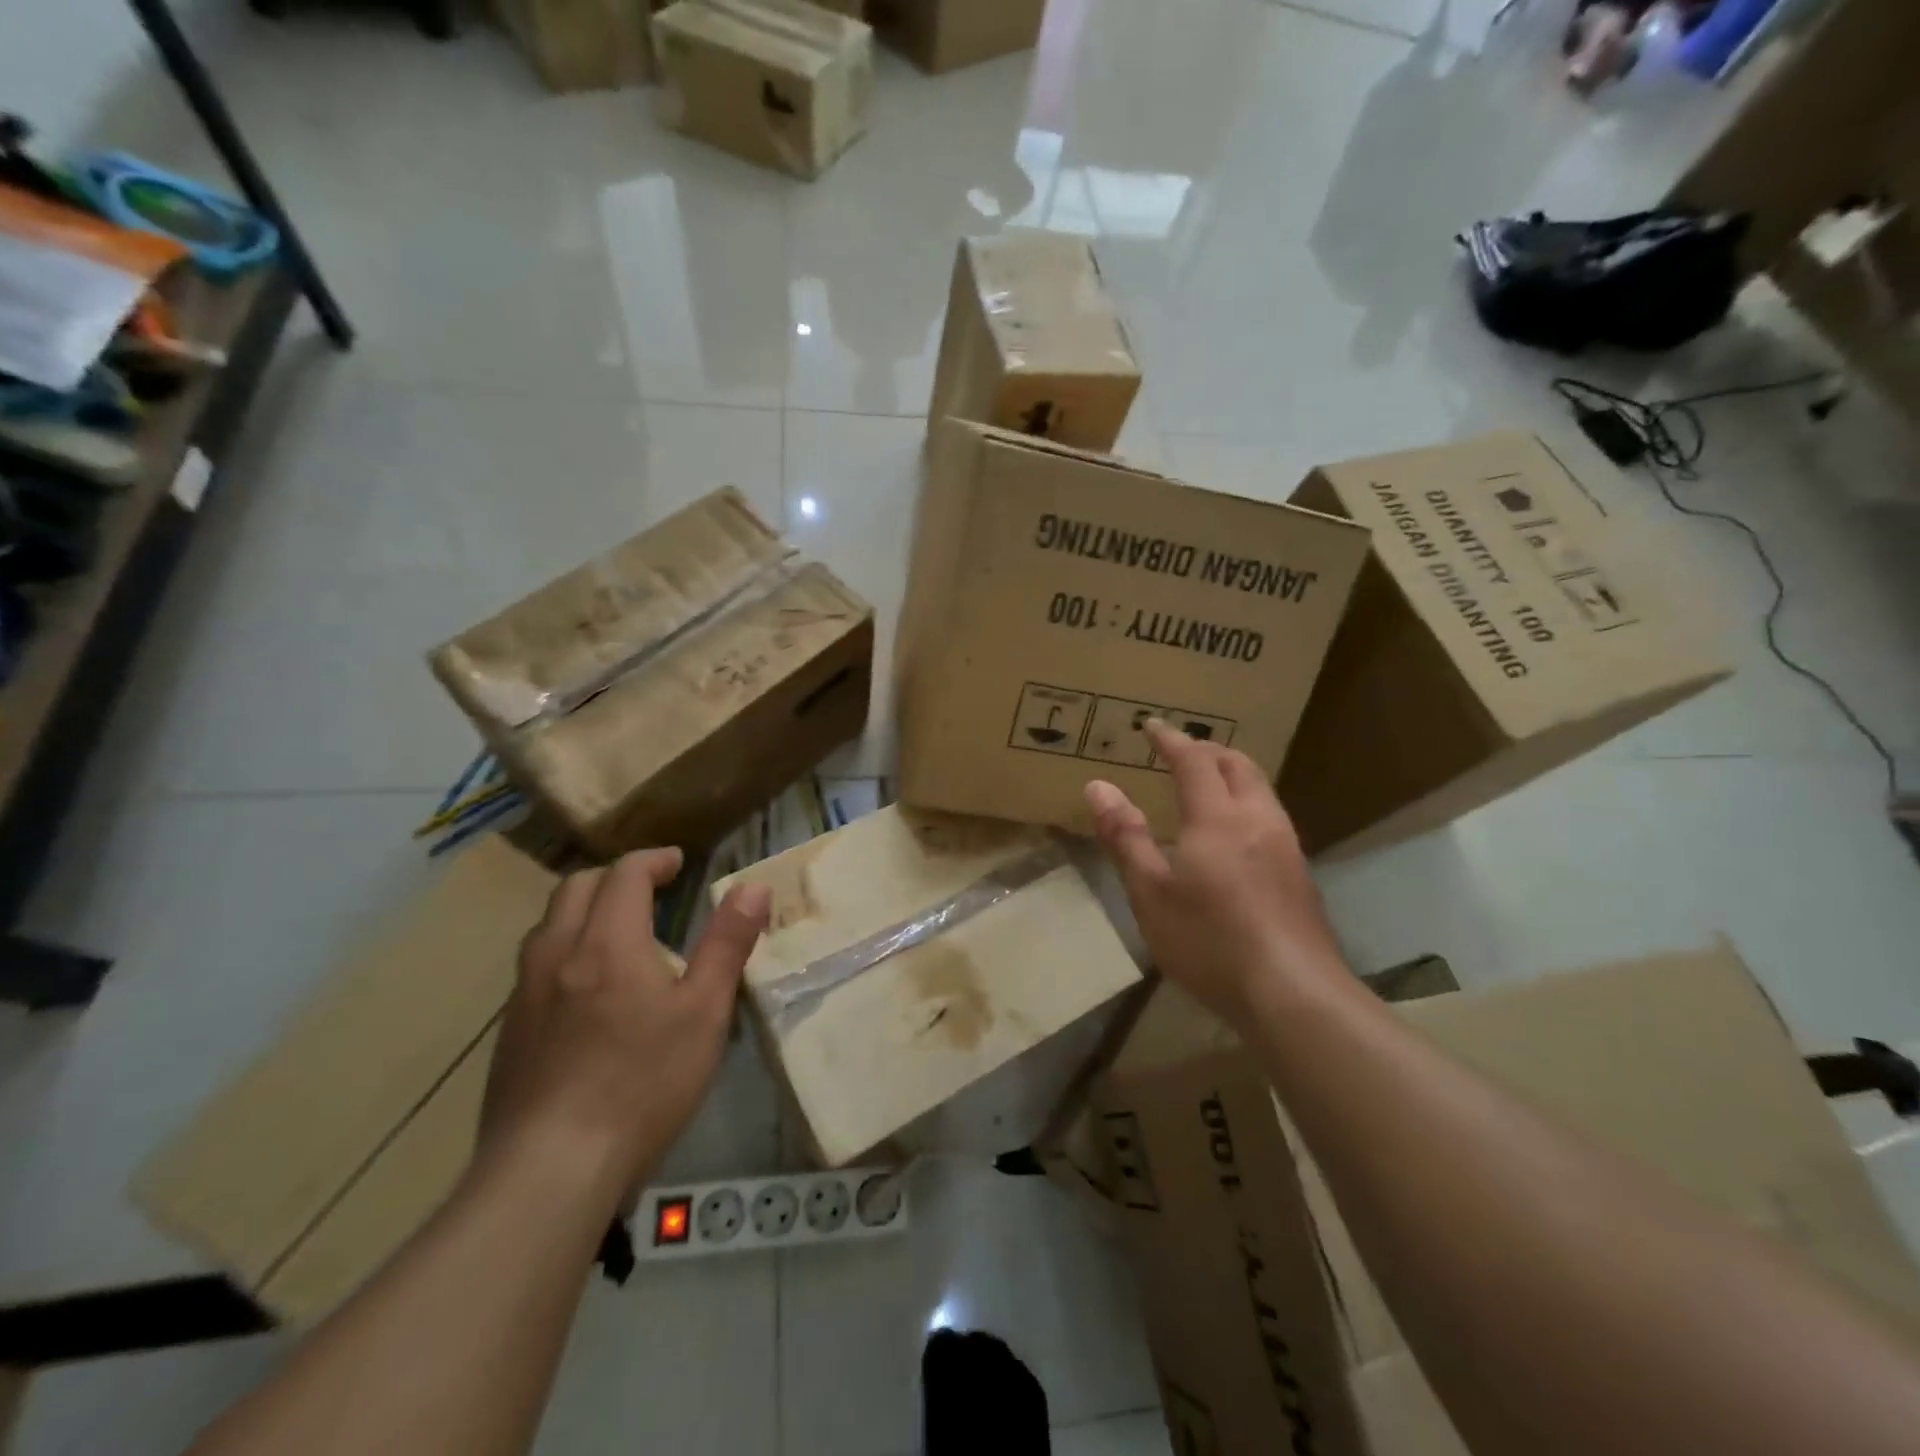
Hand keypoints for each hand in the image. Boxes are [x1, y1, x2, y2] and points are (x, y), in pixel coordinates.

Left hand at [481, 847, 771, 1194]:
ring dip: (584, 910)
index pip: (624, 874)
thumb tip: (753, 887)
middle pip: (576, 888)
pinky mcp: (509, 1032)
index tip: (678, 863)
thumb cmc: (643, 1083)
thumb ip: (727, 943)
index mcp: (608, 941)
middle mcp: (558, 954)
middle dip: (615, 877)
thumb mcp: (704, 1011)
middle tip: (650, 889)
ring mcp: (525, 994)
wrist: (549, 1170)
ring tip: (618, 931)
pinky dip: (566, 950)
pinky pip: (535, 966)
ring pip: (548, 925)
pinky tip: (586, 990)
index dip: (653, 860)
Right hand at [1084, 720, 1346, 1028]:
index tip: (1151, 725)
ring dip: (1232, 774)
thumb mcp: (1150, 892)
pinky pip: (1271, 817)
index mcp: (1218, 817)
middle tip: (1180, 750)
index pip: (1194, 760)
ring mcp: (1287, 847)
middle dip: (1207, 749)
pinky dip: (1246, 803)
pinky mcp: (1300, 876)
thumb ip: (1125, 836)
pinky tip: (1235, 836)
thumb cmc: (1209, 941)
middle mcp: (1258, 820)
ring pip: (1261, 790)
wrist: (1294, 994)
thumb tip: (1098, 786)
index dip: (1171, 739)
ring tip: (1207, 785)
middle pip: (1238, 765)